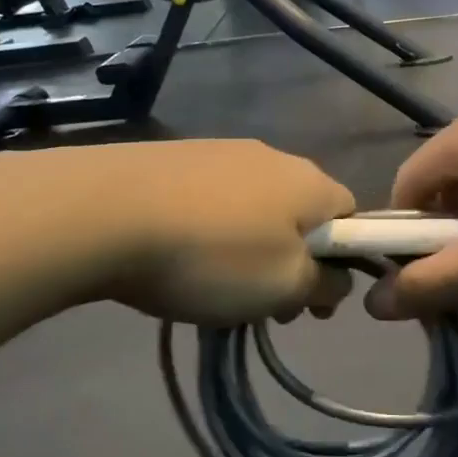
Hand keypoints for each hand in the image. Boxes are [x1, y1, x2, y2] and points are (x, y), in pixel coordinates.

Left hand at [31, 141, 356, 325]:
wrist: (105, 211)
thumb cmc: (212, 256)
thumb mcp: (284, 286)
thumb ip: (325, 283)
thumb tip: (336, 277)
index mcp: (309, 181)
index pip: (352, 216)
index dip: (342, 263)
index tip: (312, 303)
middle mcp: (272, 156)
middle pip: (301, 214)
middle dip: (292, 262)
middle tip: (263, 305)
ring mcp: (221, 151)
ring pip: (255, 209)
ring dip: (250, 250)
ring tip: (214, 288)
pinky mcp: (177, 157)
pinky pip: (213, 200)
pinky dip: (211, 231)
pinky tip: (179, 257)